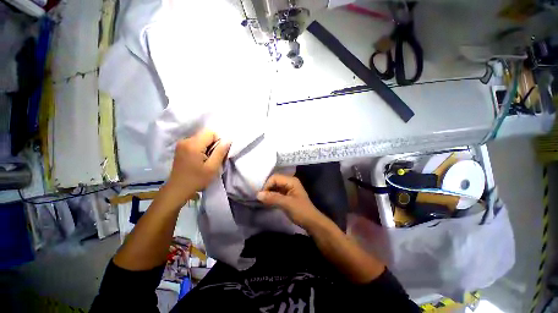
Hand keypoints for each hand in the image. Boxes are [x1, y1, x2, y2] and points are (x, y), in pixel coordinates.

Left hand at [165, 129, 230, 202]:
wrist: (178, 189)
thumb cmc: (197, 180)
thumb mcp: (212, 167)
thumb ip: (220, 151)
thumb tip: (228, 139)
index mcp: (193, 145)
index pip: (211, 133)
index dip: (218, 141)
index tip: (217, 153)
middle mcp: (186, 140)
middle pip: (205, 134)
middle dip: (213, 144)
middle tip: (213, 158)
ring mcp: (182, 143)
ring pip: (201, 138)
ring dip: (207, 146)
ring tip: (206, 159)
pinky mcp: (180, 147)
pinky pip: (196, 142)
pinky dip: (201, 148)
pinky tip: (200, 159)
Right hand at [257, 174, 324, 228]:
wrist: (311, 222)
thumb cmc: (301, 211)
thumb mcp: (287, 204)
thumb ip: (273, 198)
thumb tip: (258, 194)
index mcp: (291, 181)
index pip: (275, 178)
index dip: (267, 185)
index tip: (261, 196)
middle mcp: (289, 182)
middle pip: (274, 181)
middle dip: (267, 189)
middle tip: (260, 198)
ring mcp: (288, 188)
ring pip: (274, 187)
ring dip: (268, 193)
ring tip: (262, 201)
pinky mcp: (286, 195)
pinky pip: (276, 192)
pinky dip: (271, 196)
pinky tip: (267, 202)